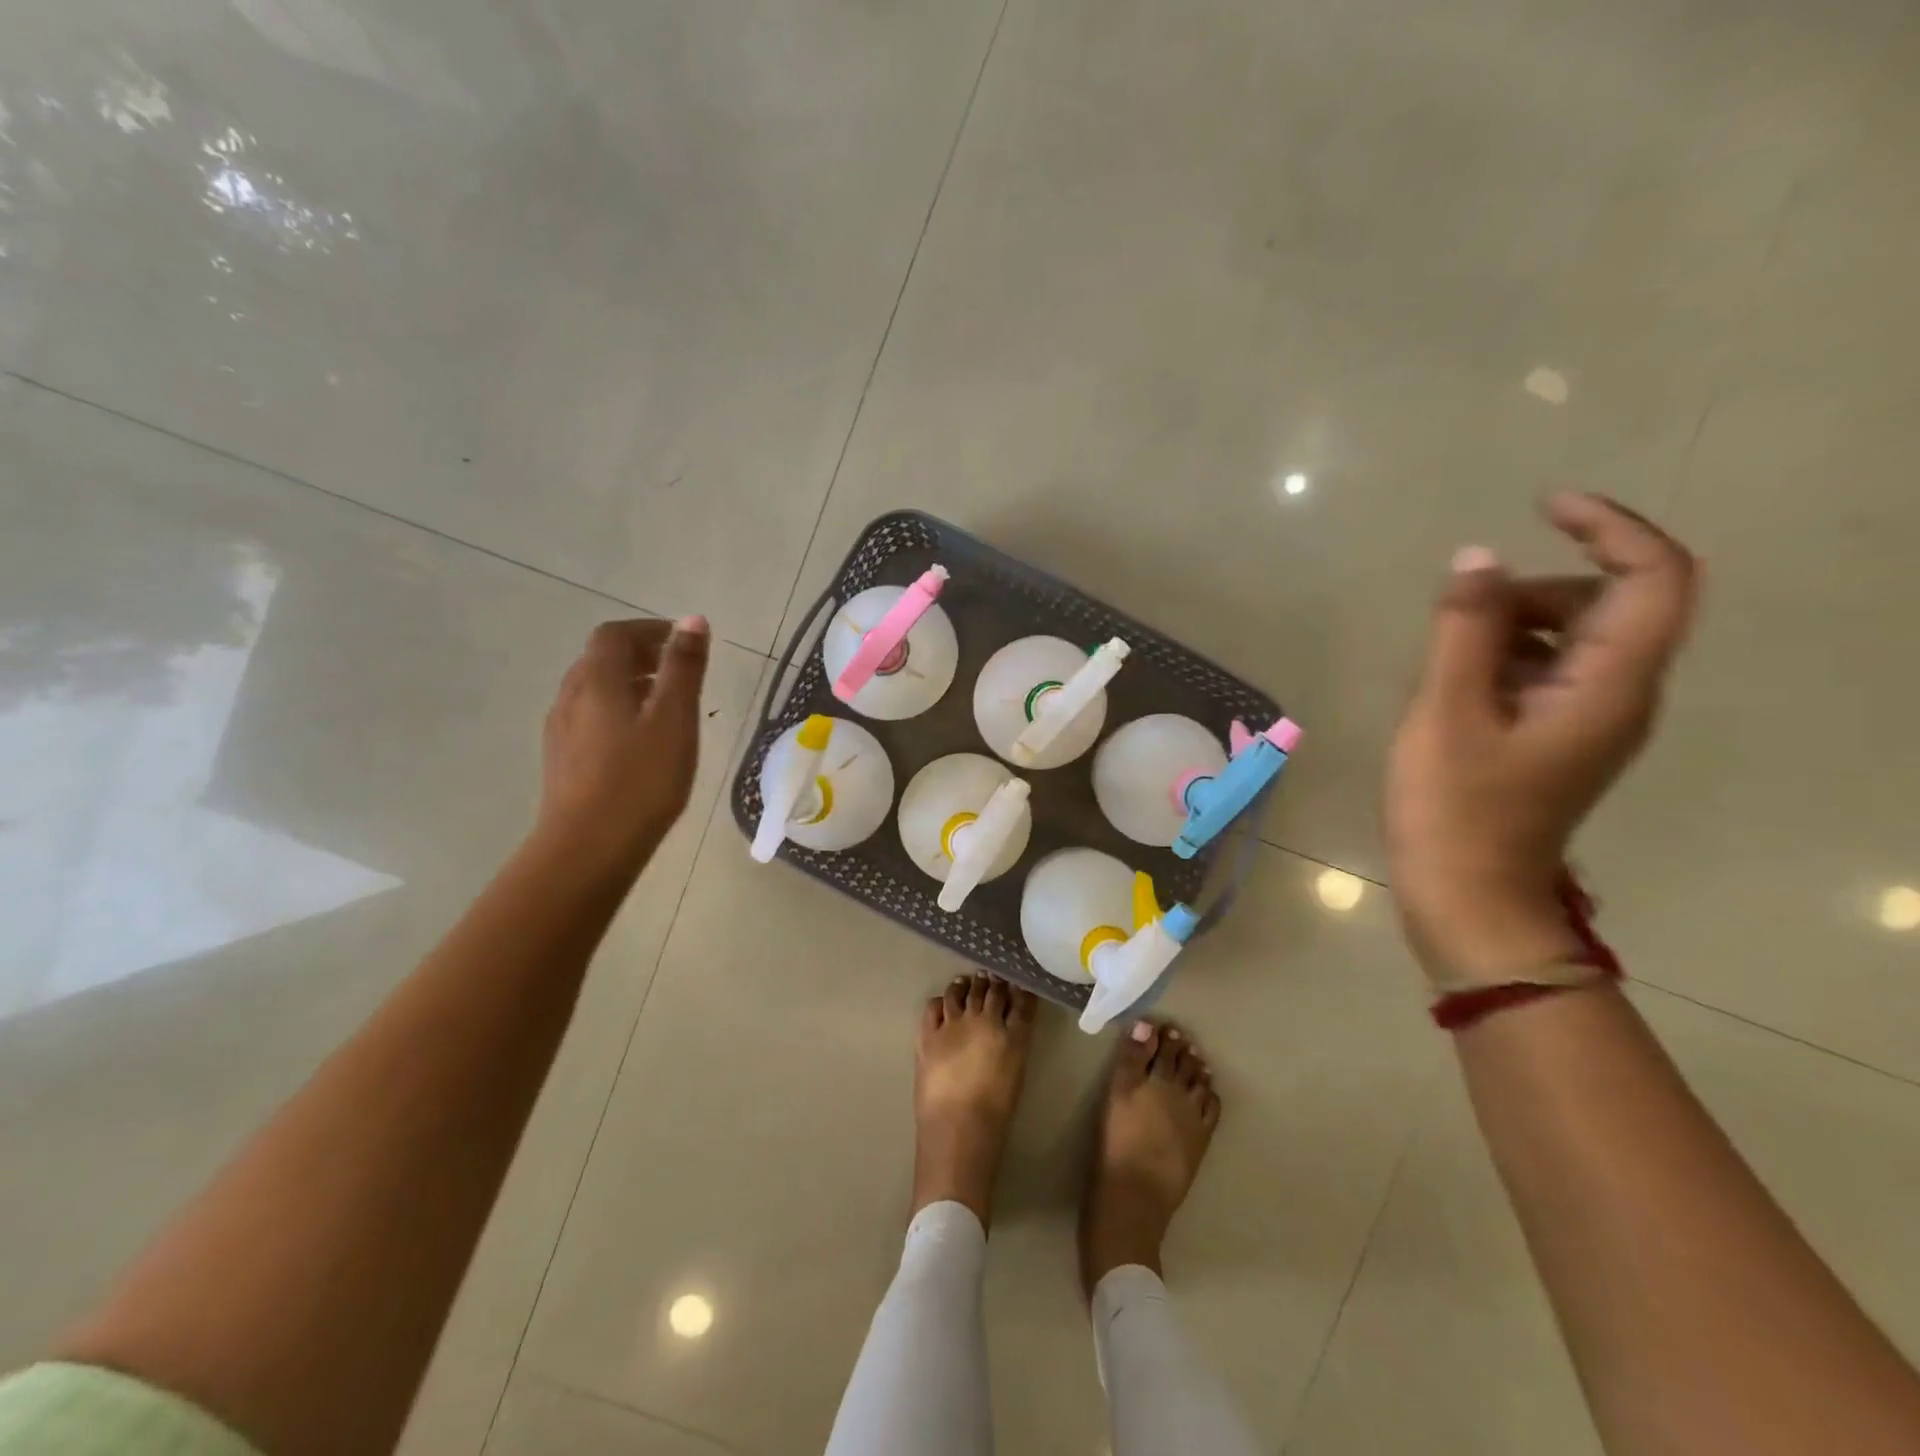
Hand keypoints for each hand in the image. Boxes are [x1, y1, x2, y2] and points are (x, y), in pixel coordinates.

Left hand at [533, 615, 709, 878]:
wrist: (588, 848)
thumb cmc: (640, 779)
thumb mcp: (674, 718)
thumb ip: (683, 667)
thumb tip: (692, 620)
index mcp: (596, 680)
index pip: (615, 634)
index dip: (649, 629)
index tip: (683, 642)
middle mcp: (571, 697)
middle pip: (600, 659)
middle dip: (640, 654)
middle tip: (679, 670)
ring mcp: (561, 730)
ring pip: (594, 690)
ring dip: (628, 683)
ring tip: (665, 705)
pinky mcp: (562, 760)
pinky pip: (590, 717)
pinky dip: (618, 709)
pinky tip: (640, 741)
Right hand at [1386, 494, 1697, 987]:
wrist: (1467, 898)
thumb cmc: (1455, 809)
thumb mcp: (1447, 713)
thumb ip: (1464, 630)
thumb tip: (1477, 556)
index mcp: (1609, 686)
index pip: (1654, 577)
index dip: (1611, 526)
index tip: (1545, 505)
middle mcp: (1619, 696)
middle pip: (1608, 603)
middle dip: (1534, 588)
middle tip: (1457, 616)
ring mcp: (1589, 720)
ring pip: (1572, 637)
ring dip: (1510, 625)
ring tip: (1442, 664)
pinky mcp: (1557, 737)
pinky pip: (1545, 671)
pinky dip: (1502, 659)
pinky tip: (1450, 690)